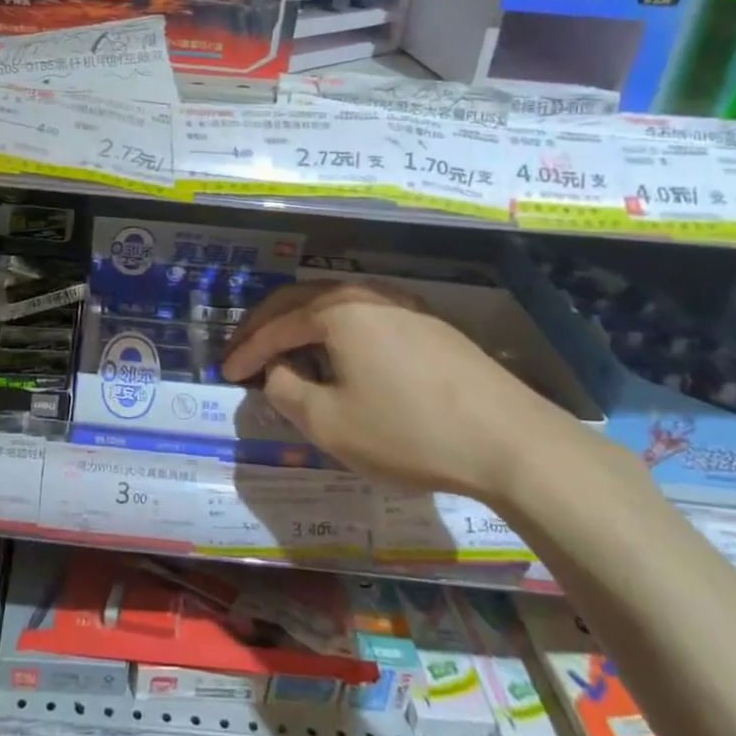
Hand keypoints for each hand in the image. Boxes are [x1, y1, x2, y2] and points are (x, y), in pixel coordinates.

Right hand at [222, 280, 582, 504]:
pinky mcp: (429, 324)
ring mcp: (403, 305)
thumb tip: (277, 370)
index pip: (274, 326)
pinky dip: (335, 332)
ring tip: (284, 353)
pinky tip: (338, 356)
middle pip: (300, 301)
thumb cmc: (409, 432)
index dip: (245, 350)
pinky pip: (364, 317)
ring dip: (301, 326)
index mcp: (336, 311)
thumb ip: (285, 391)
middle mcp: (366, 294)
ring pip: (334, 306)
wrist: (511, 441)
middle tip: (243, 352)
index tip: (224, 373)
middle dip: (266, 326)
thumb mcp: (329, 423)